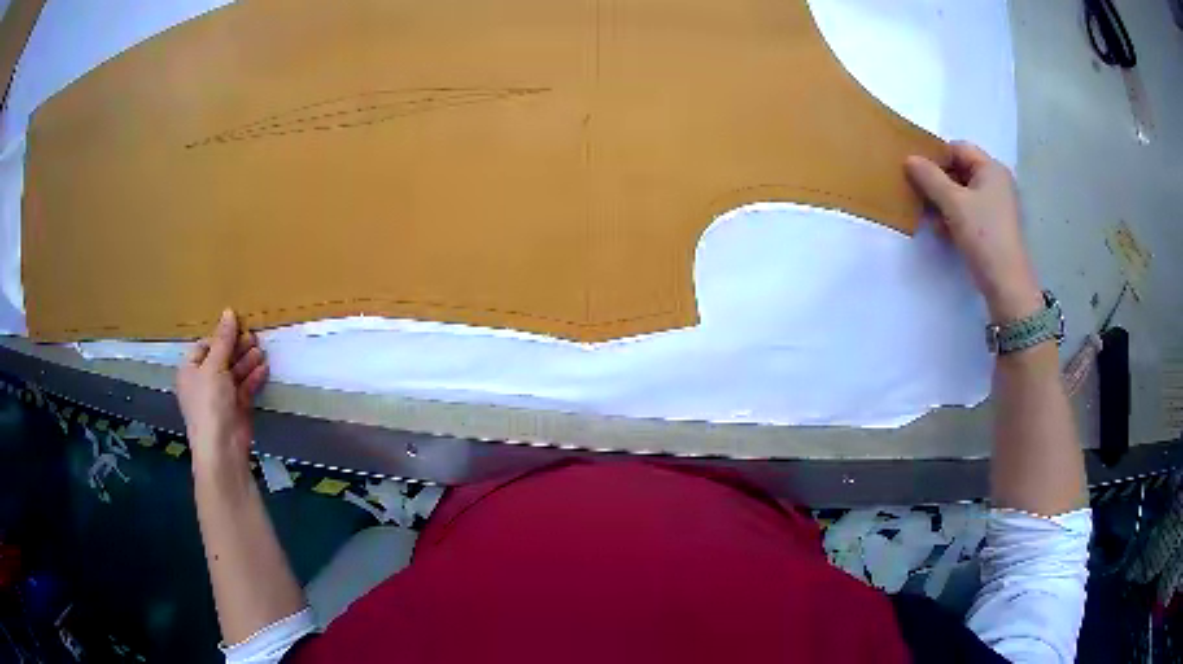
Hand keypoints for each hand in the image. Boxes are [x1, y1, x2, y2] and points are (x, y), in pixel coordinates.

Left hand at [176, 309, 268, 471]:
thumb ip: (223, 340)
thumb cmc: (209, 403)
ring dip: (247, 361)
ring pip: (235, 372)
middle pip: (221, 358)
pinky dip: (253, 378)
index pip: (204, 346)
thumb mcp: (214, 366)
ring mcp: (221, 397)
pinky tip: (263, 369)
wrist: (222, 447)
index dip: (220, 337)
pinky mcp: (237, 408)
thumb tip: (228, 311)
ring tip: (260, 351)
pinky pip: (245, 388)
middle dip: (237, 348)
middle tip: (253, 337)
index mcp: (190, 371)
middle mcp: (204, 382)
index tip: (237, 327)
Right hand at [904, 141, 1042, 321]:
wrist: (1007, 284)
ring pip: (963, 193)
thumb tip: (909, 159)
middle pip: (960, 170)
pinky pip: (969, 212)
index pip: (958, 149)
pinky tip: (941, 230)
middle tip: (917, 192)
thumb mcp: (953, 203)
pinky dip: (954, 216)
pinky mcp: (994, 228)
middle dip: (938, 181)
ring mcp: (997, 206)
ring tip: (926, 214)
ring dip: (943, 201)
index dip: (936, 156)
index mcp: (992, 169)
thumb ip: (930, 178)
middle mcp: (997, 182)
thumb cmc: (984, 235)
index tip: (916, 170)